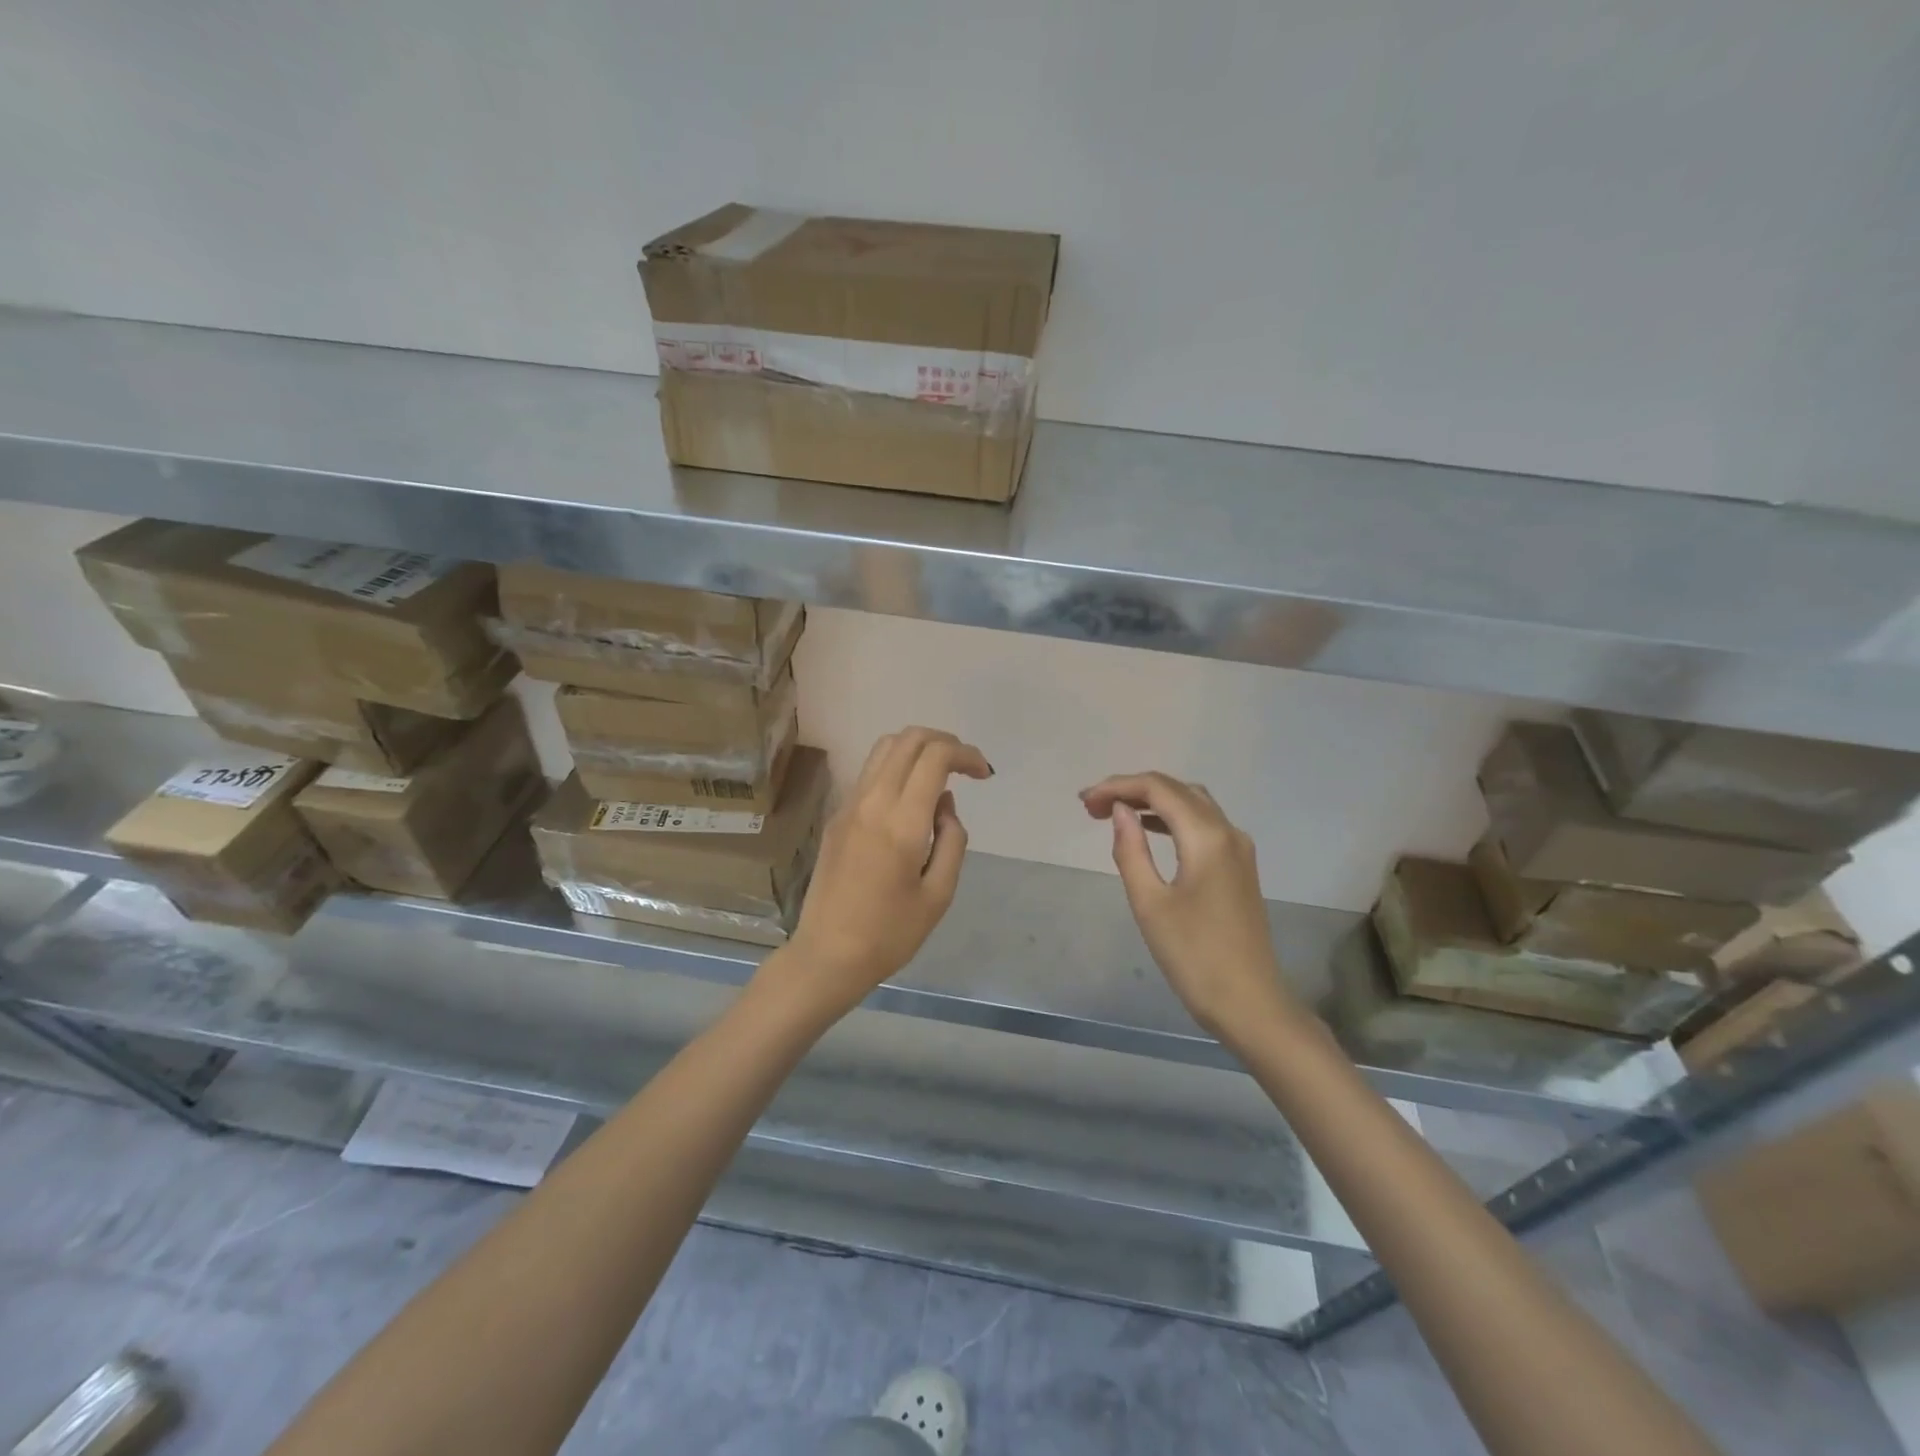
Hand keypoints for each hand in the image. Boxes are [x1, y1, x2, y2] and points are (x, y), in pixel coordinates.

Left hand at [778, 727, 991, 1016]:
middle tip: (966, 768)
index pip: (934, 756)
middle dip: (944, 741)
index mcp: (901, 822)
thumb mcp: (939, 894)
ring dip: (918, 750)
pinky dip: (897, 768)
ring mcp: (849, 806)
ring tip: (941, 777)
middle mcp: (872, 802)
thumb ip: (952, 839)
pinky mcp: (837, 816)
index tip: (983, 774)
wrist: (827, 956)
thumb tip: (945, 804)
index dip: (965, 753)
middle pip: (907, 739)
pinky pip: (870, 773)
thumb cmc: (890, 934)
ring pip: (884, 749)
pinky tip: (912, 800)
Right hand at [1080, 772, 1297, 1037]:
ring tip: (1113, 814)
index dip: (1118, 786)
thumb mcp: (1150, 904)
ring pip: (1193, 804)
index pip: (1158, 789)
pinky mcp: (1239, 867)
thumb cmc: (1194, 957)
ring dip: (1152, 801)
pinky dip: (1172, 818)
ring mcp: (1239, 849)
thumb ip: (1131, 850)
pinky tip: (1148, 830)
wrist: (1250, 1004)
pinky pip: (1203, 824)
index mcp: (1207, 837)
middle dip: (1132, 790)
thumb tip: (1120, 811)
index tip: (1084, 802)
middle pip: (1177, 790)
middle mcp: (1228, 832)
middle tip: (1092, 807)